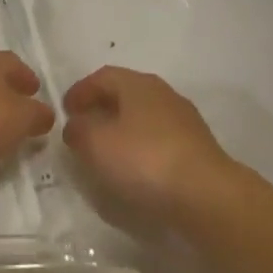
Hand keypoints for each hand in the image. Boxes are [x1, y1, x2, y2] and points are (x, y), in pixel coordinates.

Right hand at [62, 66, 237, 225]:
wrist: (207, 196)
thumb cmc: (145, 160)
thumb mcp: (97, 145)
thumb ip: (79, 131)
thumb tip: (76, 125)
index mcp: (138, 83)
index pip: (102, 76)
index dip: (80, 91)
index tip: (65, 110)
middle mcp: (163, 94)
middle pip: (125, 94)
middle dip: (101, 108)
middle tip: (82, 129)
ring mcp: (184, 120)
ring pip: (143, 117)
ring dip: (122, 129)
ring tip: (105, 152)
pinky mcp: (197, 148)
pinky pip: (159, 139)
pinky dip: (140, 147)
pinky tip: (134, 169)